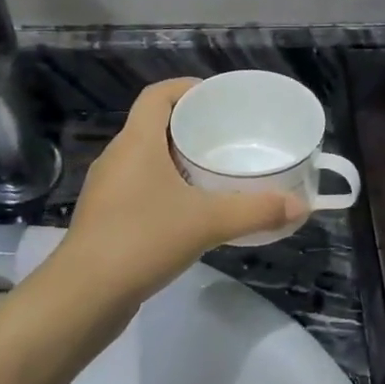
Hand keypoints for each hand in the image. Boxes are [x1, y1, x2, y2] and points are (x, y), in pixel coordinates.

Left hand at [59, 79, 307, 303]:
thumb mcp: (208, 222)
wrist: (83, 296)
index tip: (216, 97)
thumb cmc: (143, 239)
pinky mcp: (104, 218)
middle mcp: (117, 157)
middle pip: (153, 125)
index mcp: (136, 142)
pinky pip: (139, 188)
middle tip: (226, 136)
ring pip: (145, 159)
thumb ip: (256, 211)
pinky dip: (165, 188)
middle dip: (189, 126)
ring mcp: (107, 189)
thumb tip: (301, 206)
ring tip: (213, 172)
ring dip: (176, 159)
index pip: (156, 95)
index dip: (185, 87)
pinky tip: (189, 211)